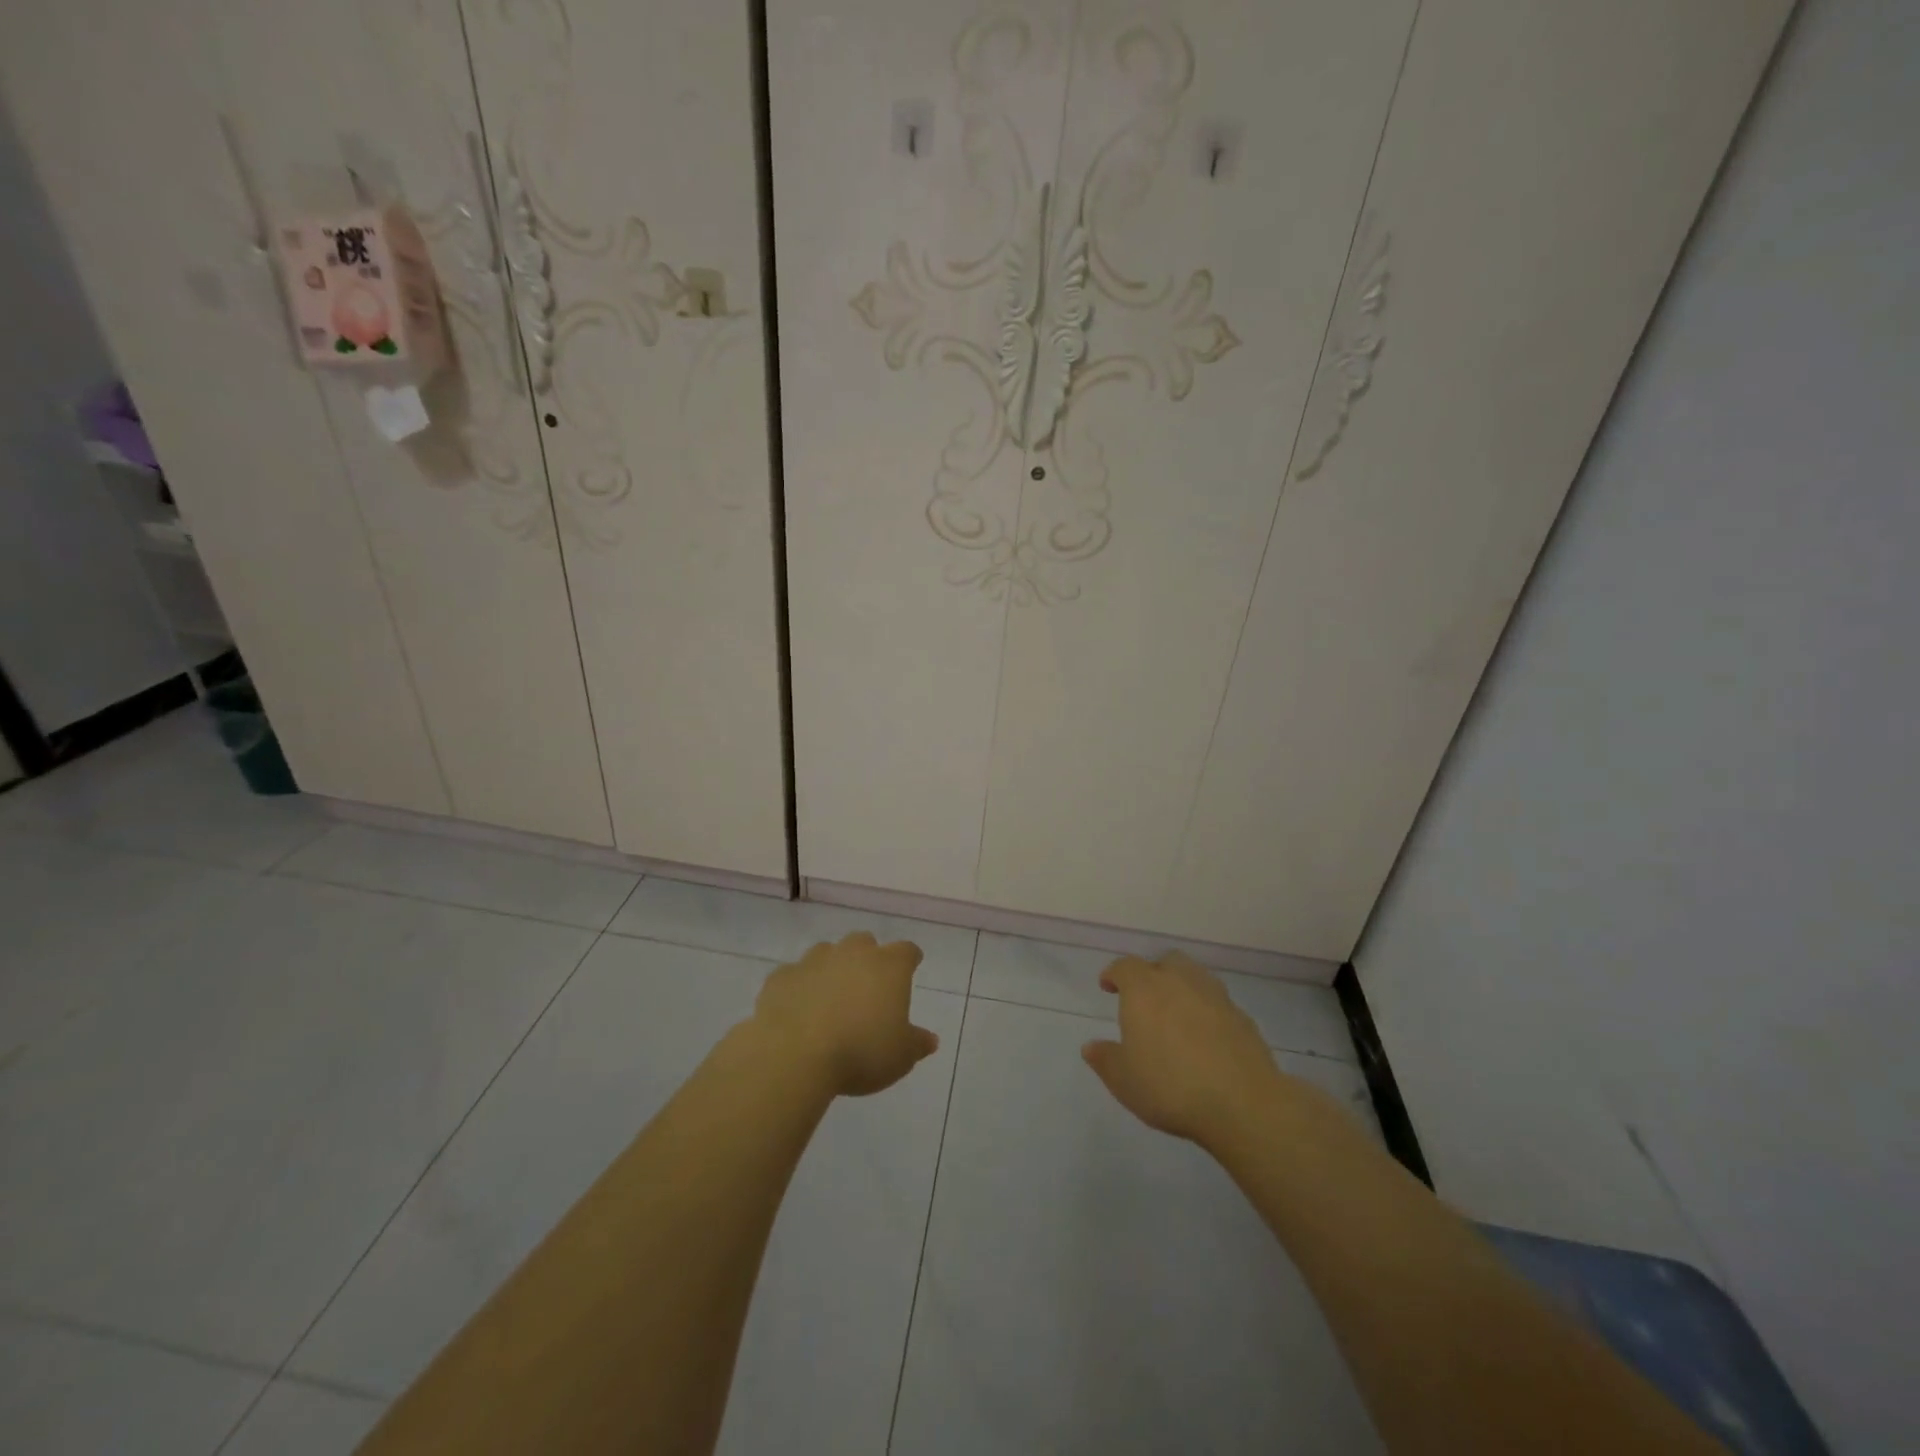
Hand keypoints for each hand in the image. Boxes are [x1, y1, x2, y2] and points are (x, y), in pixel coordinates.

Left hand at [751, 932, 939, 1096]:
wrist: (794, 1054)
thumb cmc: (860, 1052)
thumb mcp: (900, 1057)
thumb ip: (917, 1044)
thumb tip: (930, 1039)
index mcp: (888, 967)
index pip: (907, 951)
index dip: (909, 960)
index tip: (910, 969)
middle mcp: (853, 953)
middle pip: (864, 942)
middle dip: (867, 958)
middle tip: (867, 985)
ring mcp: (814, 960)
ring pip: (827, 953)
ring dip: (832, 968)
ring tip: (830, 998)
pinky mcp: (782, 976)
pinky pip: (795, 975)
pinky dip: (800, 987)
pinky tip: (798, 1009)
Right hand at [1081, 952, 1286, 1147]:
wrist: (1243, 1103)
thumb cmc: (1170, 1086)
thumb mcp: (1124, 1080)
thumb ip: (1105, 1059)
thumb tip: (1091, 1046)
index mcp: (1144, 989)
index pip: (1125, 967)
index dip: (1114, 974)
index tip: (1108, 986)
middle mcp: (1179, 981)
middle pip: (1164, 962)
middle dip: (1152, 973)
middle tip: (1145, 999)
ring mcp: (1215, 996)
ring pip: (1194, 976)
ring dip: (1182, 987)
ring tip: (1176, 1014)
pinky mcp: (1242, 1017)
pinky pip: (1216, 1003)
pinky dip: (1206, 1010)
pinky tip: (1205, 1037)